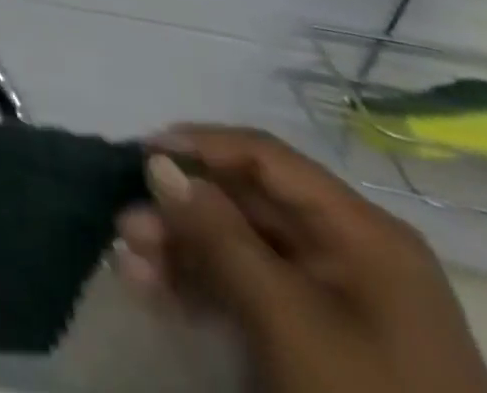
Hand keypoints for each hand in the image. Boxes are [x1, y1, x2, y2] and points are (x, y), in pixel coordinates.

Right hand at [115, 127, 486, 392]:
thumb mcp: (284, 315)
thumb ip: (216, 232)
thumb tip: (157, 161)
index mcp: (361, 231)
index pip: (264, 156)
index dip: (198, 146)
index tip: (138, 155)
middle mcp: (350, 252)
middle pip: (245, 203)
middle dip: (178, 211)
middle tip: (126, 227)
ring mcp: (337, 300)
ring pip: (238, 247)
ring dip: (179, 250)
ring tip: (129, 264)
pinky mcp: (321, 340)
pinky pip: (249, 289)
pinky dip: (200, 286)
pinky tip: (153, 290)